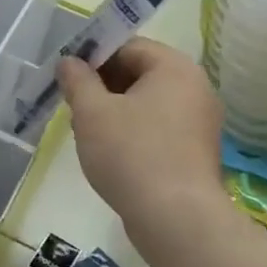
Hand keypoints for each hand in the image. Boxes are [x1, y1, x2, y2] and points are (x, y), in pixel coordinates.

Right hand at [59, 38, 223, 241]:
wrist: (176, 220)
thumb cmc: (131, 154)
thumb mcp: (92, 112)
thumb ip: (77, 80)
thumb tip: (69, 62)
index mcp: (174, 68)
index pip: (128, 46)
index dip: (93, 56)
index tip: (67, 76)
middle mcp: (195, 88)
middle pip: (139, 73)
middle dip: (102, 85)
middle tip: (73, 105)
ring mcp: (200, 122)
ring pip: (147, 102)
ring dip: (115, 110)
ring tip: (87, 132)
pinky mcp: (196, 152)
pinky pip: (159, 128)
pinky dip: (133, 132)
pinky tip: (110, 154)